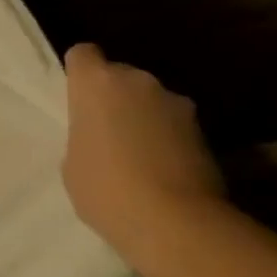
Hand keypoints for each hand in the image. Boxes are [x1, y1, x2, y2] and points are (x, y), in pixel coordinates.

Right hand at [62, 43, 224, 261]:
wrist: (175, 221)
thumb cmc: (105, 189)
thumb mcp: (73, 162)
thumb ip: (84, 136)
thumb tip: (104, 136)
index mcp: (97, 84)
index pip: (84, 54)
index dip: (78, 72)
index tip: (76, 97)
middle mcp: (139, 81)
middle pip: (119, 76)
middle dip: (113, 97)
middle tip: (104, 131)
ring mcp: (176, 102)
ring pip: (150, 100)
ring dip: (142, 116)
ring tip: (136, 154)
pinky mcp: (204, 129)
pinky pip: (173, 124)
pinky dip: (166, 138)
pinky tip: (160, 169)